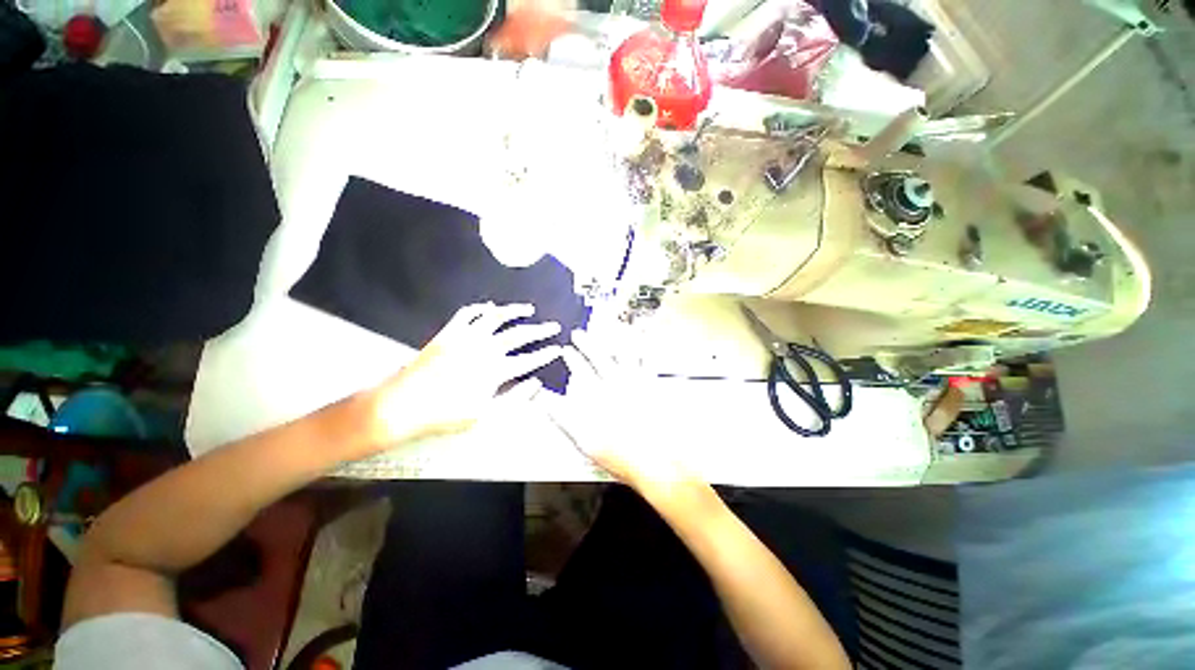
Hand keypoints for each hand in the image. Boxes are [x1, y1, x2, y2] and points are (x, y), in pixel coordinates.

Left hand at [366, 302, 561, 447]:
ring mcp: (465, 338)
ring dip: (514, 311)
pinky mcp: (448, 333)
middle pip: (519, 334)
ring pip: (496, 317)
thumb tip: (536, 384)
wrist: (402, 405)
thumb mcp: (485, 415)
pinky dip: (480, 308)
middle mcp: (484, 349)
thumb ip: (515, 398)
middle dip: (540, 330)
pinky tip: (488, 306)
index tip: (557, 349)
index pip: (529, 359)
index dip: (546, 354)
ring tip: (528, 309)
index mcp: (495, 370)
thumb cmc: (445, 414)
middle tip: (553, 326)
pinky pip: (467, 314)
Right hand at [545, 329, 695, 490]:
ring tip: (608, 330)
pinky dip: (645, 351)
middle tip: (578, 334)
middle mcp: (617, 384)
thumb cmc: (620, 454)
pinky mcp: (654, 387)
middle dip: (586, 344)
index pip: (580, 371)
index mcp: (600, 395)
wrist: (657, 461)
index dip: (571, 359)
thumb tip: (546, 401)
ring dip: (615, 340)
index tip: (565, 350)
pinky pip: (648, 362)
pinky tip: (644, 344)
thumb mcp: (584, 439)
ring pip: (624, 354)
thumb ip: (564, 417)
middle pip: (598, 357)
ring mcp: (637, 383)